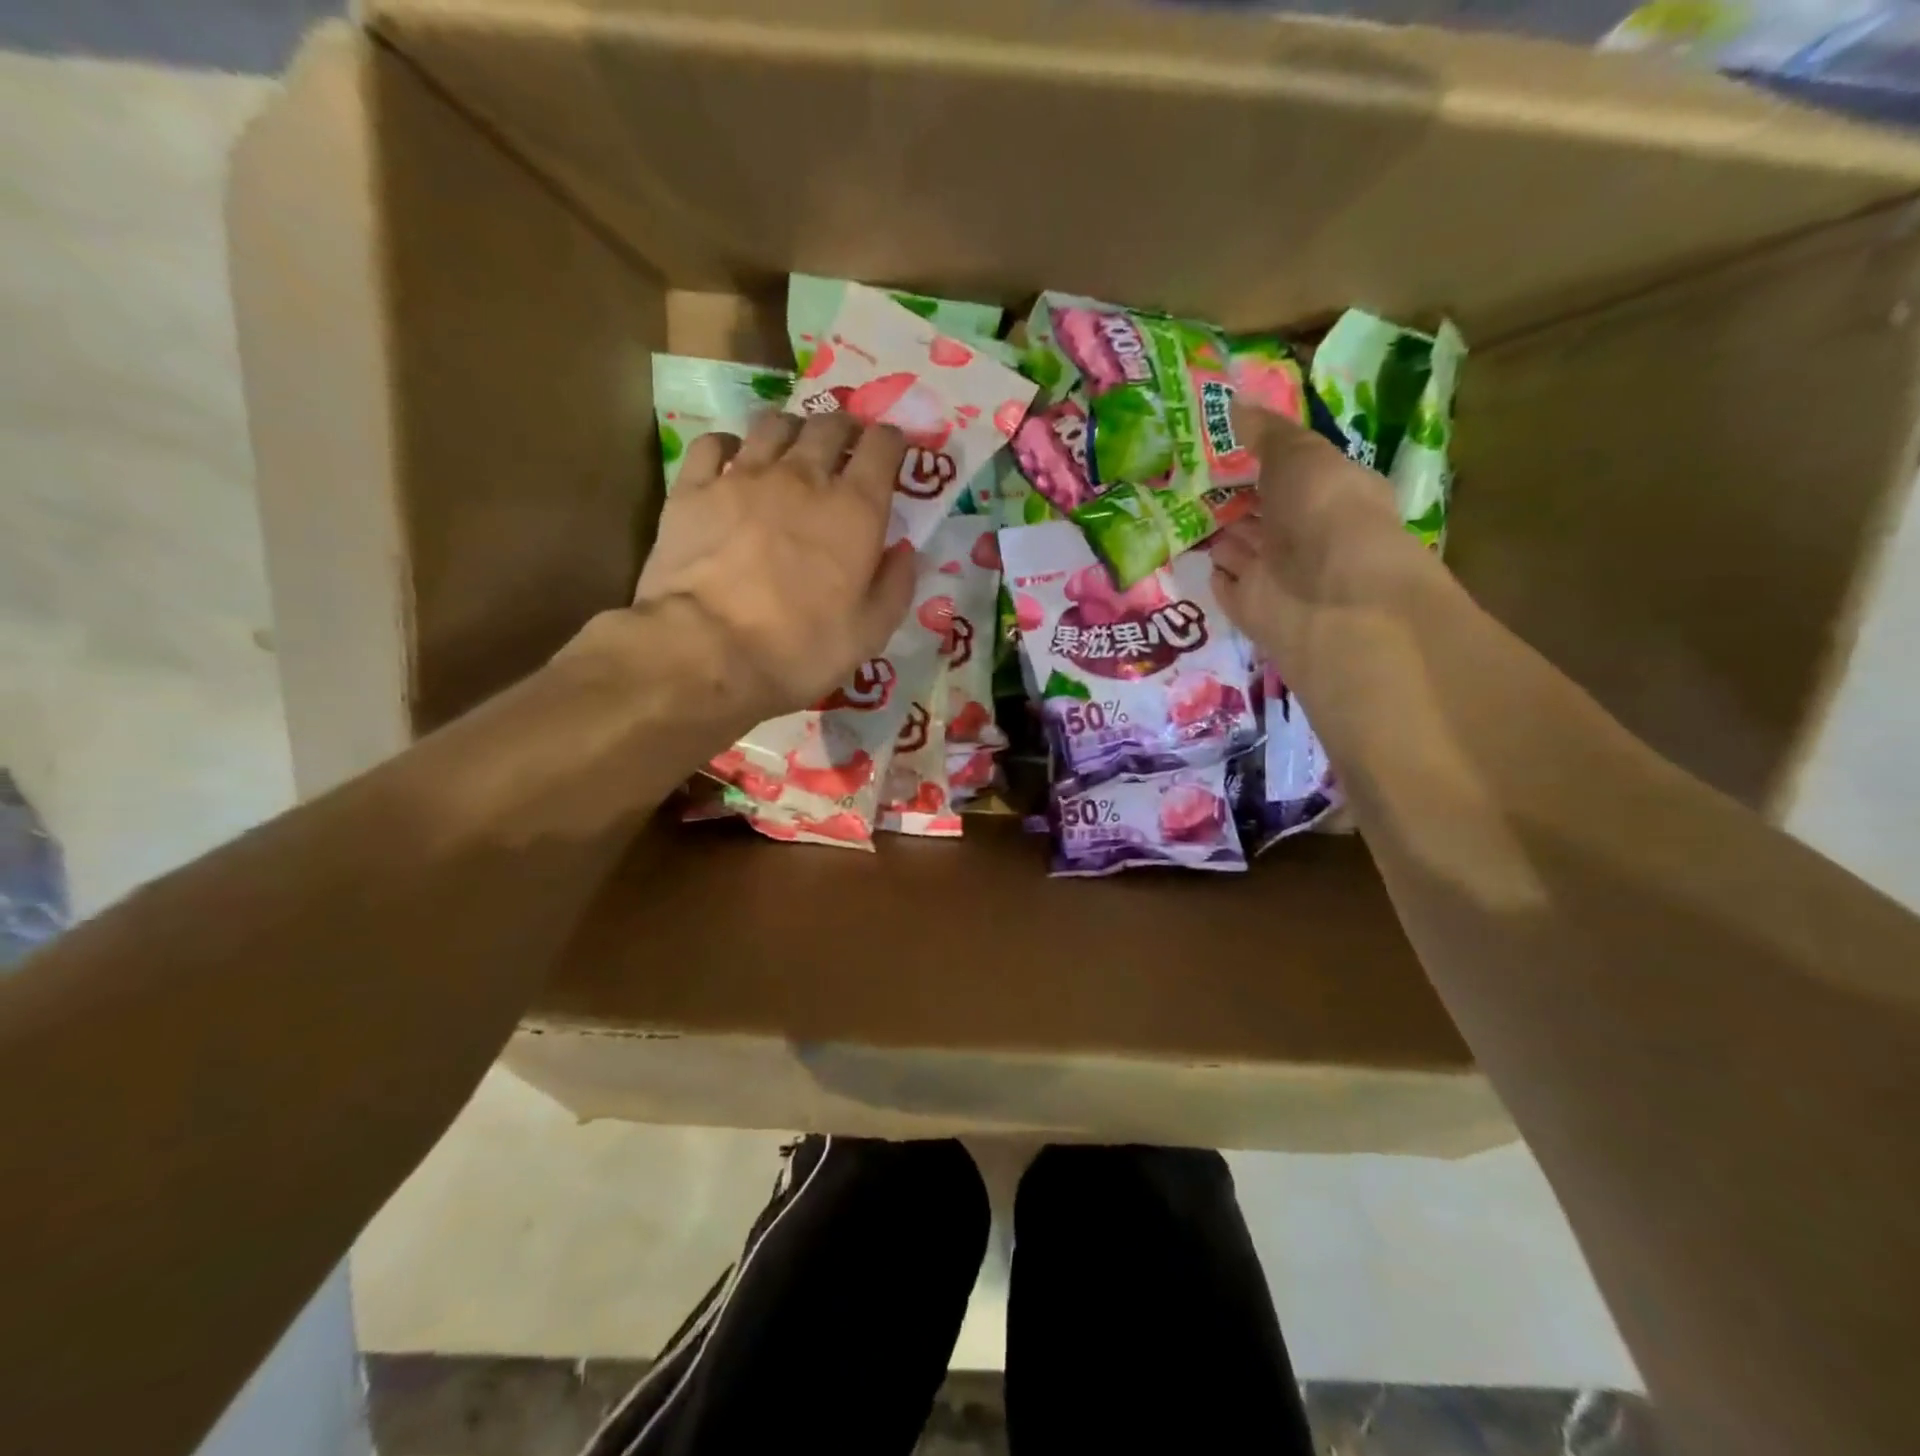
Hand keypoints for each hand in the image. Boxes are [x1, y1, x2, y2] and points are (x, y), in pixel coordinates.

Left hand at [631, 412, 916, 720]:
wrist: (708, 651)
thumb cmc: (800, 649)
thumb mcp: (870, 633)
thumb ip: (895, 585)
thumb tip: (904, 550)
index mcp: (855, 510)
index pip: (883, 447)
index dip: (891, 441)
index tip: (892, 449)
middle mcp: (804, 477)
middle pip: (830, 426)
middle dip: (844, 430)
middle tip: (845, 447)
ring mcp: (744, 476)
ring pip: (774, 424)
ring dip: (792, 430)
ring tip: (791, 448)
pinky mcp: (694, 487)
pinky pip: (713, 443)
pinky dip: (728, 445)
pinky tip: (731, 460)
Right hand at [1209, 401, 1429, 684]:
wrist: (1329, 597)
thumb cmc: (1324, 512)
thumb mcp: (1298, 454)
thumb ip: (1266, 433)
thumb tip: (1236, 404)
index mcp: (1328, 492)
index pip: (1291, 471)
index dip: (1258, 456)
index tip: (1218, 440)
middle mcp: (1304, 533)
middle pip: (1261, 510)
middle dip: (1229, 494)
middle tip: (1183, 473)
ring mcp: (1276, 573)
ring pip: (1239, 545)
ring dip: (1216, 531)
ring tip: (1173, 506)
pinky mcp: (1250, 606)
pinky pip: (1225, 583)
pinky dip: (1212, 571)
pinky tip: (1189, 552)